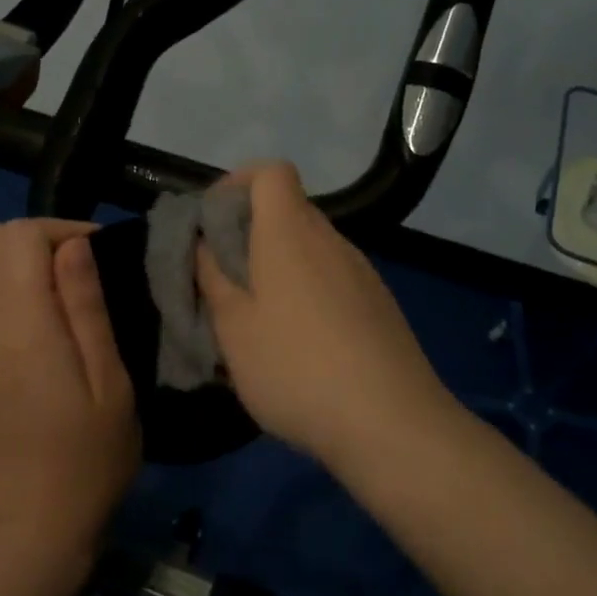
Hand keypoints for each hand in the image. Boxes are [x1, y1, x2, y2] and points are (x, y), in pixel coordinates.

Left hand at [0, 219, 139, 557]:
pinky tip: (18, 325)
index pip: (21, 236)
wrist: (32, 523)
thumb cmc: (90, 456)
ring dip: (14, 264)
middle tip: (78, 273)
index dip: (62, 230)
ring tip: (53, 297)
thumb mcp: (110, 382)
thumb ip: (86, 307)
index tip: (97, 254)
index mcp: (22, 326)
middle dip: (38, 240)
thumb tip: (74, 244)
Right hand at [196, 161, 453, 465]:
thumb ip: (213, 279)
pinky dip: (307, 293)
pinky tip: (299, 345)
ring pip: (311, 250)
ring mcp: (362, 273)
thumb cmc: (296, 368)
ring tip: (256, 320)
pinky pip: (333, 280)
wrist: (391, 423)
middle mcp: (331, 241)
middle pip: (289, 211)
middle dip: (250, 234)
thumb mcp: (234, 329)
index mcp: (291, 233)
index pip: (271, 172)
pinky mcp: (380, 305)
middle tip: (222, 280)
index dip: (237, 184)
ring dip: (278, 268)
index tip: (212, 222)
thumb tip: (205, 244)